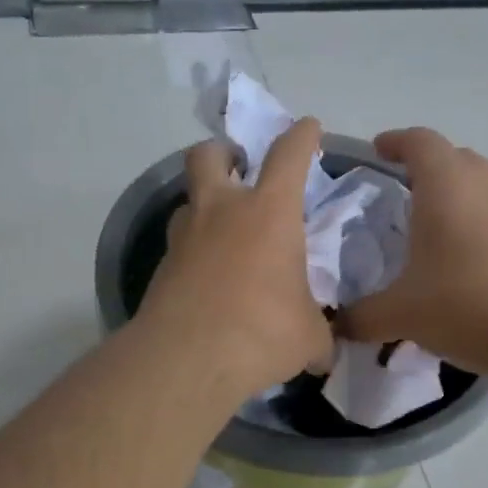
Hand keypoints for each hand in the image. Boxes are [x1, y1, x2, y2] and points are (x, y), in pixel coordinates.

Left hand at [138, 118, 335, 395]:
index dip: (301, 136)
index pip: (288, 154)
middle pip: (209, 155)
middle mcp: (221, 212)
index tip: (307, 128)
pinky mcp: (162, 268)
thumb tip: (325, 354)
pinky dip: (194, 252)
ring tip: (222, 234)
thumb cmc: (262, 332)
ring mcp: (184, 237)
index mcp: (269, 212)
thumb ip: (319, 335)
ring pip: (188, 201)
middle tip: (238, 167)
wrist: (187, 360)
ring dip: (205, 207)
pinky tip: (207, 279)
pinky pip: (179, 246)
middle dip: (224, 152)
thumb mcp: (308, 337)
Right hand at [337, 128, 487, 376]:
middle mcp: (481, 184)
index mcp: (445, 185)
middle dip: (422, 166)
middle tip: (394, 191)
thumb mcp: (400, 314)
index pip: (419, 141)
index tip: (375, 152)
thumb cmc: (466, 304)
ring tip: (424, 223)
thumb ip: (361, 317)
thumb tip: (336, 326)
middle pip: (451, 157)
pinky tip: (456, 255)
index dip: (395, 141)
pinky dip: (470, 217)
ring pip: (475, 182)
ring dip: (450, 191)